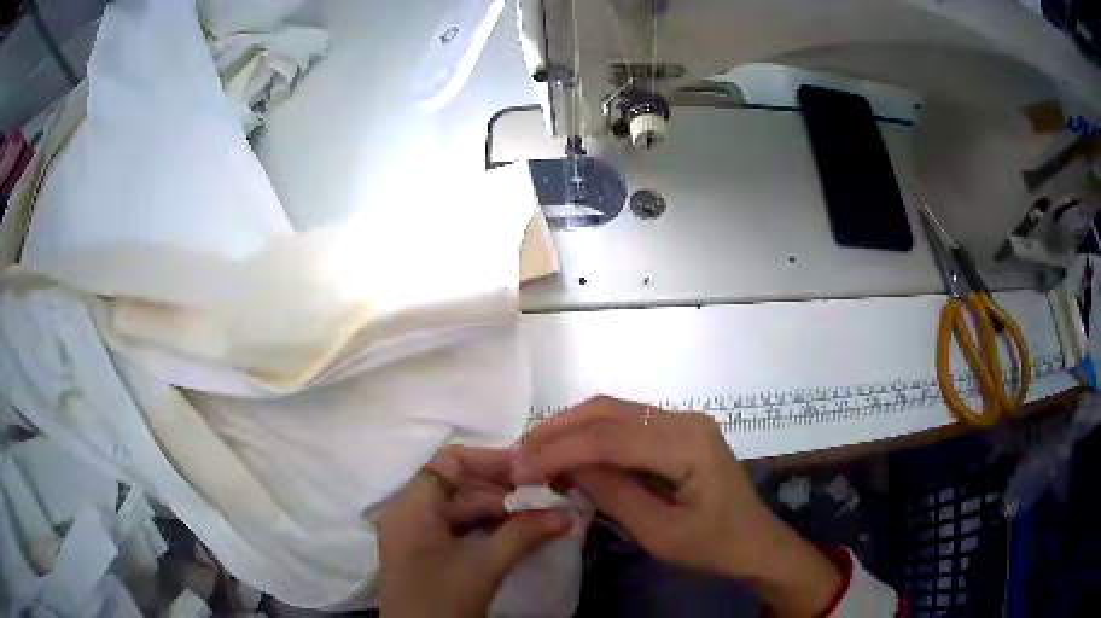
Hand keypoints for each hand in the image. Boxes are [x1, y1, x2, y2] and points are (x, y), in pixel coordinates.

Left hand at [379, 446, 570, 616]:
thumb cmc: (443, 600)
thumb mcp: (485, 566)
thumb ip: (524, 534)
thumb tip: (566, 513)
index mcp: (412, 506)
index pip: (450, 461)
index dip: (491, 460)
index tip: (530, 470)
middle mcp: (409, 511)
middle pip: (456, 482)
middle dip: (502, 488)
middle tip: (543, 496)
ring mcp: (415, 532)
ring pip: (459, 506)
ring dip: (497, 508)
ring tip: (536, 515)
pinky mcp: (424, 551)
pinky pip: (456, 526)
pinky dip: (486, 526)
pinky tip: (514, 533)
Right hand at [513, 397, 841, 616]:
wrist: (755, 544)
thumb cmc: (713, 547)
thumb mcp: (660, 534)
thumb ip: (614, 495)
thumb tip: (566, 466)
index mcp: (689, 444)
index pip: (610, 437)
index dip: (560, 451)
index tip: (521, 469)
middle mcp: (685, 419)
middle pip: (608, 411)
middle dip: (558, 429)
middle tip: (520, 454)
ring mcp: (683, 422)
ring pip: (613, 411)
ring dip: (570, 428)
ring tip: (535, 452)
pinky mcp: (678, 432)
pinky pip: (626, 424)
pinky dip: (591, 436)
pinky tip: (569, 453)